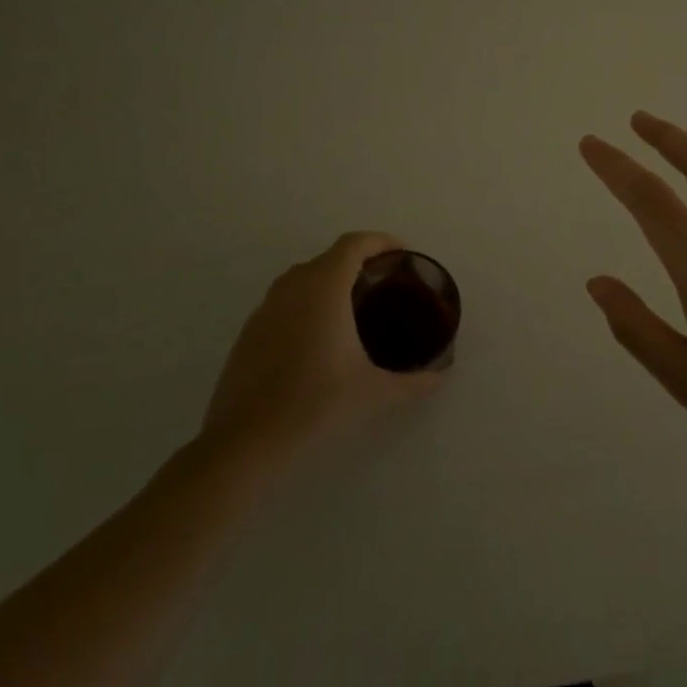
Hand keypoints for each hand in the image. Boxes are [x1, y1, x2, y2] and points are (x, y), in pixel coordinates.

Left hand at [202, 232, 442, 469]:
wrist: (246, 445)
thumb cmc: (317, 406)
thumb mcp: (376, 393)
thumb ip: (414, 381)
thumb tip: (440, 376)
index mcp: (324, 289)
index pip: (353, 244)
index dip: (380, 241)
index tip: (402, 254)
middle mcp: (291, 289)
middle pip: (328, 258)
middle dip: (358, 262)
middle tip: (385, 285)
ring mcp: (264, 311)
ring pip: (301, 279)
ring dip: (329, 283)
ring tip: (354, 309)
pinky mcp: (248, 335)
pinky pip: (283, 304)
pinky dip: (306, 306)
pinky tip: (319, 340)